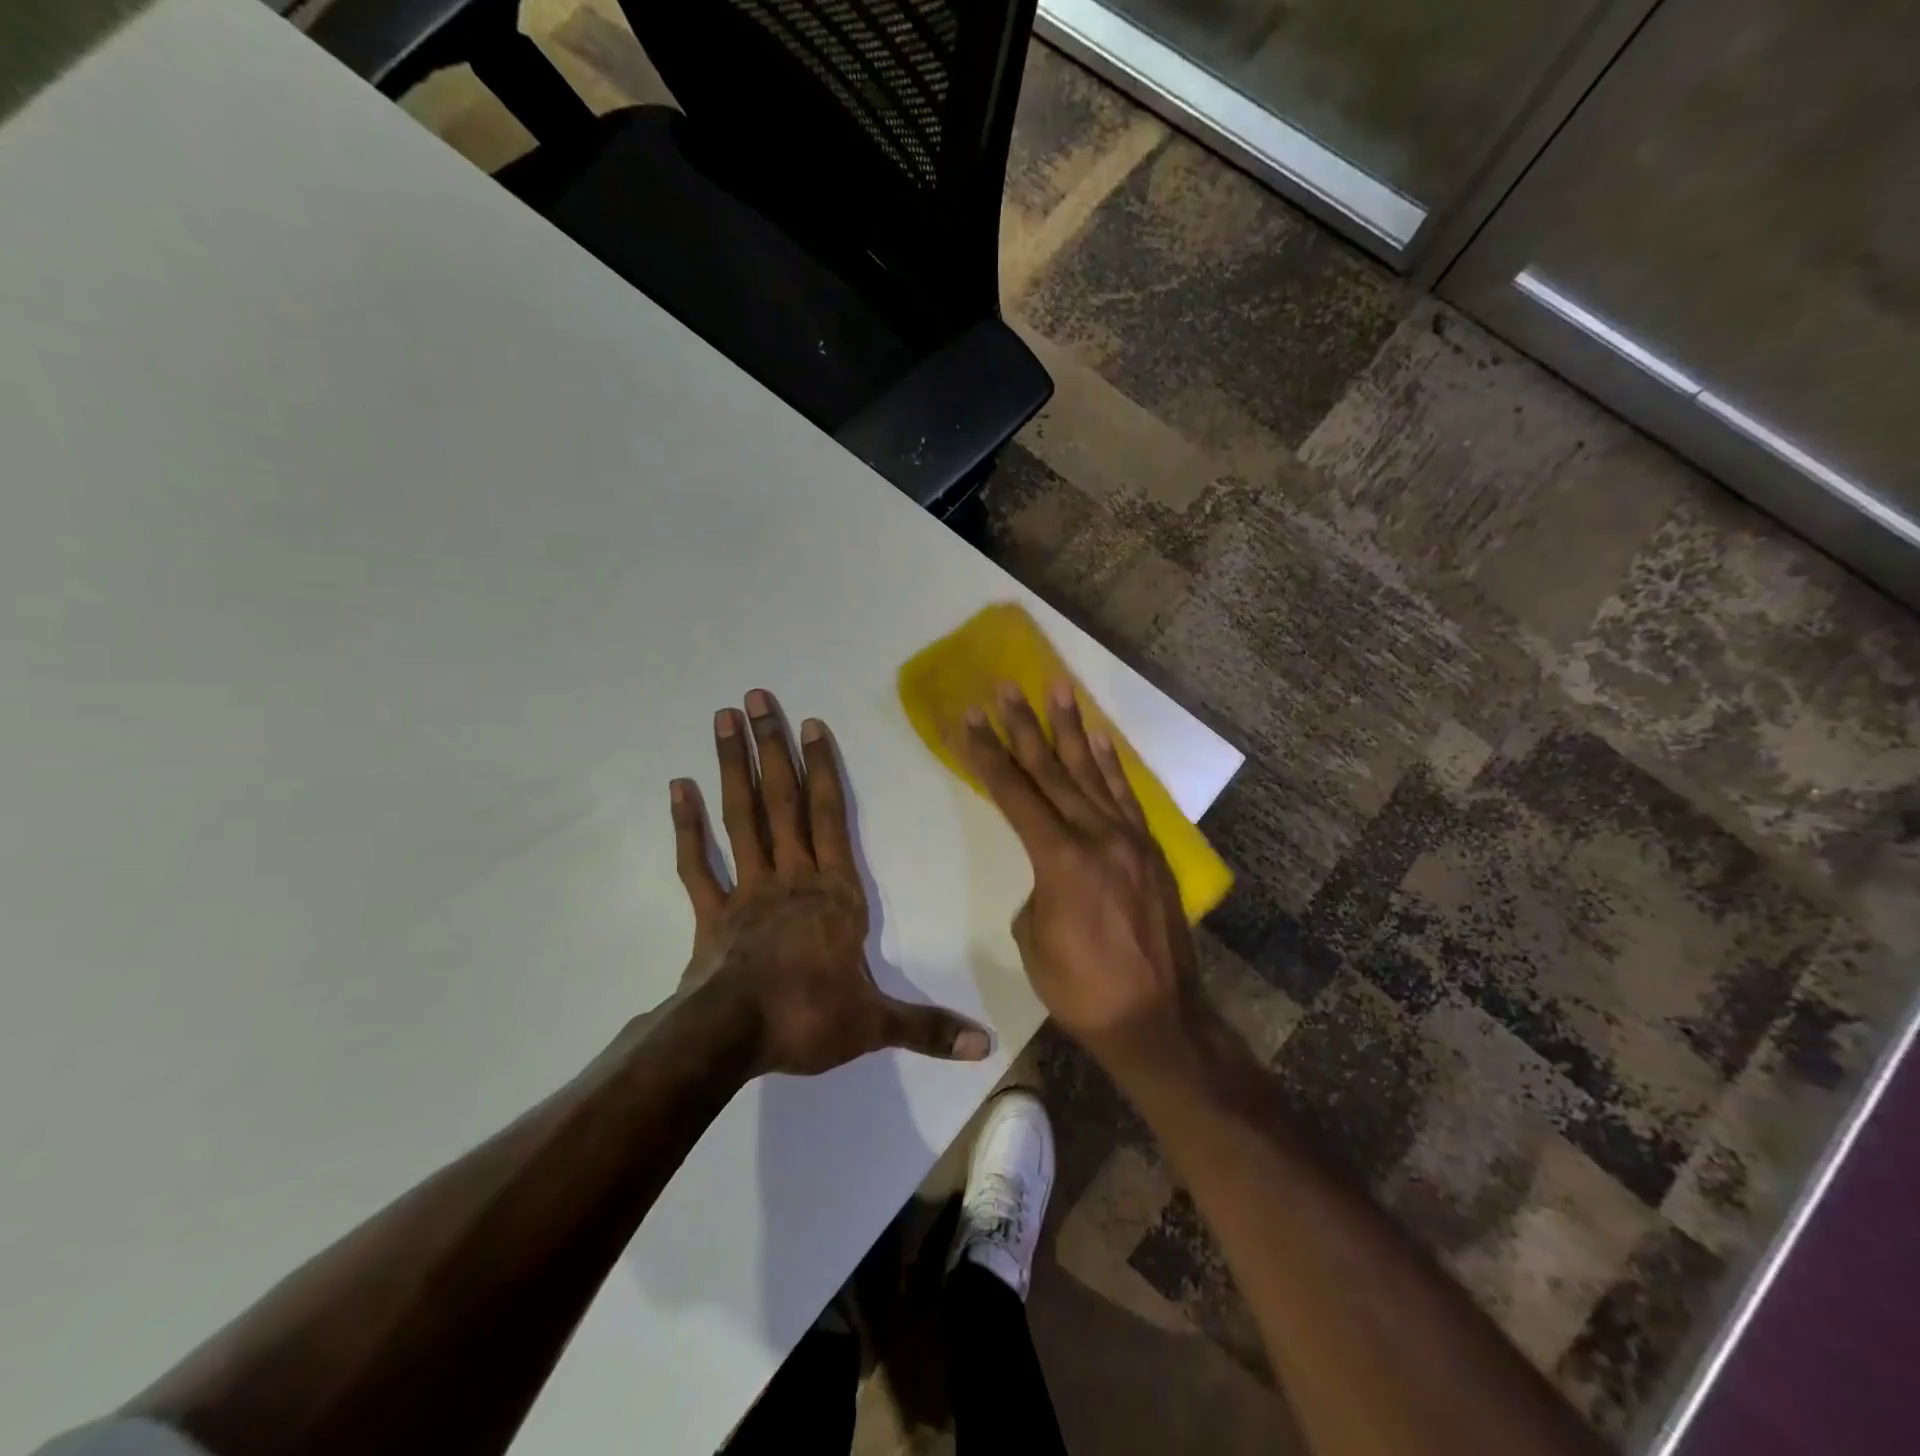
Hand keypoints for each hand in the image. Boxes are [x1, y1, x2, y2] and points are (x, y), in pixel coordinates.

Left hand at [670, 689, 992, 1077]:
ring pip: (741, 817)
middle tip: (756, 698)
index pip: (830, 817)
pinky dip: (686, 826)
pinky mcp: (711, 912)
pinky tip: (677, 787)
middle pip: (781, 801)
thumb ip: (928, 1028)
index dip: (822, 769)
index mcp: (834, 893)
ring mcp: (747, 890)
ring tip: (723, 720)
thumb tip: (986, 1047)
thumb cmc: (808, 1018)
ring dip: (731, 767)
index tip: (811, 723)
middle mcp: (791, 877)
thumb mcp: (876, 1025)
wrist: (732, 1039)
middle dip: (770, 748)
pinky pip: (696, 862)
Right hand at [958, 680, 1198, 1072]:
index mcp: (1060, 859)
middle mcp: (1096, 836)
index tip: (970, 719)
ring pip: (1092, 773)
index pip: (1015, 794)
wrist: (1157, 1019)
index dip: (988, 755)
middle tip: (1006, 687)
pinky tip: (1100, 739)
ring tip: (1058, 688)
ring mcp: (1129, 839)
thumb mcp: (1033, 938)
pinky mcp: (1151, 851)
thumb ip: (1037, 889)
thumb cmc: (1081, 989)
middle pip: (1051, 771)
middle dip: (1024, 727)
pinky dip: (1111, 765)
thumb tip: (1052, 872)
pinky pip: (1126, 797)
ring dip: (1072, 729)